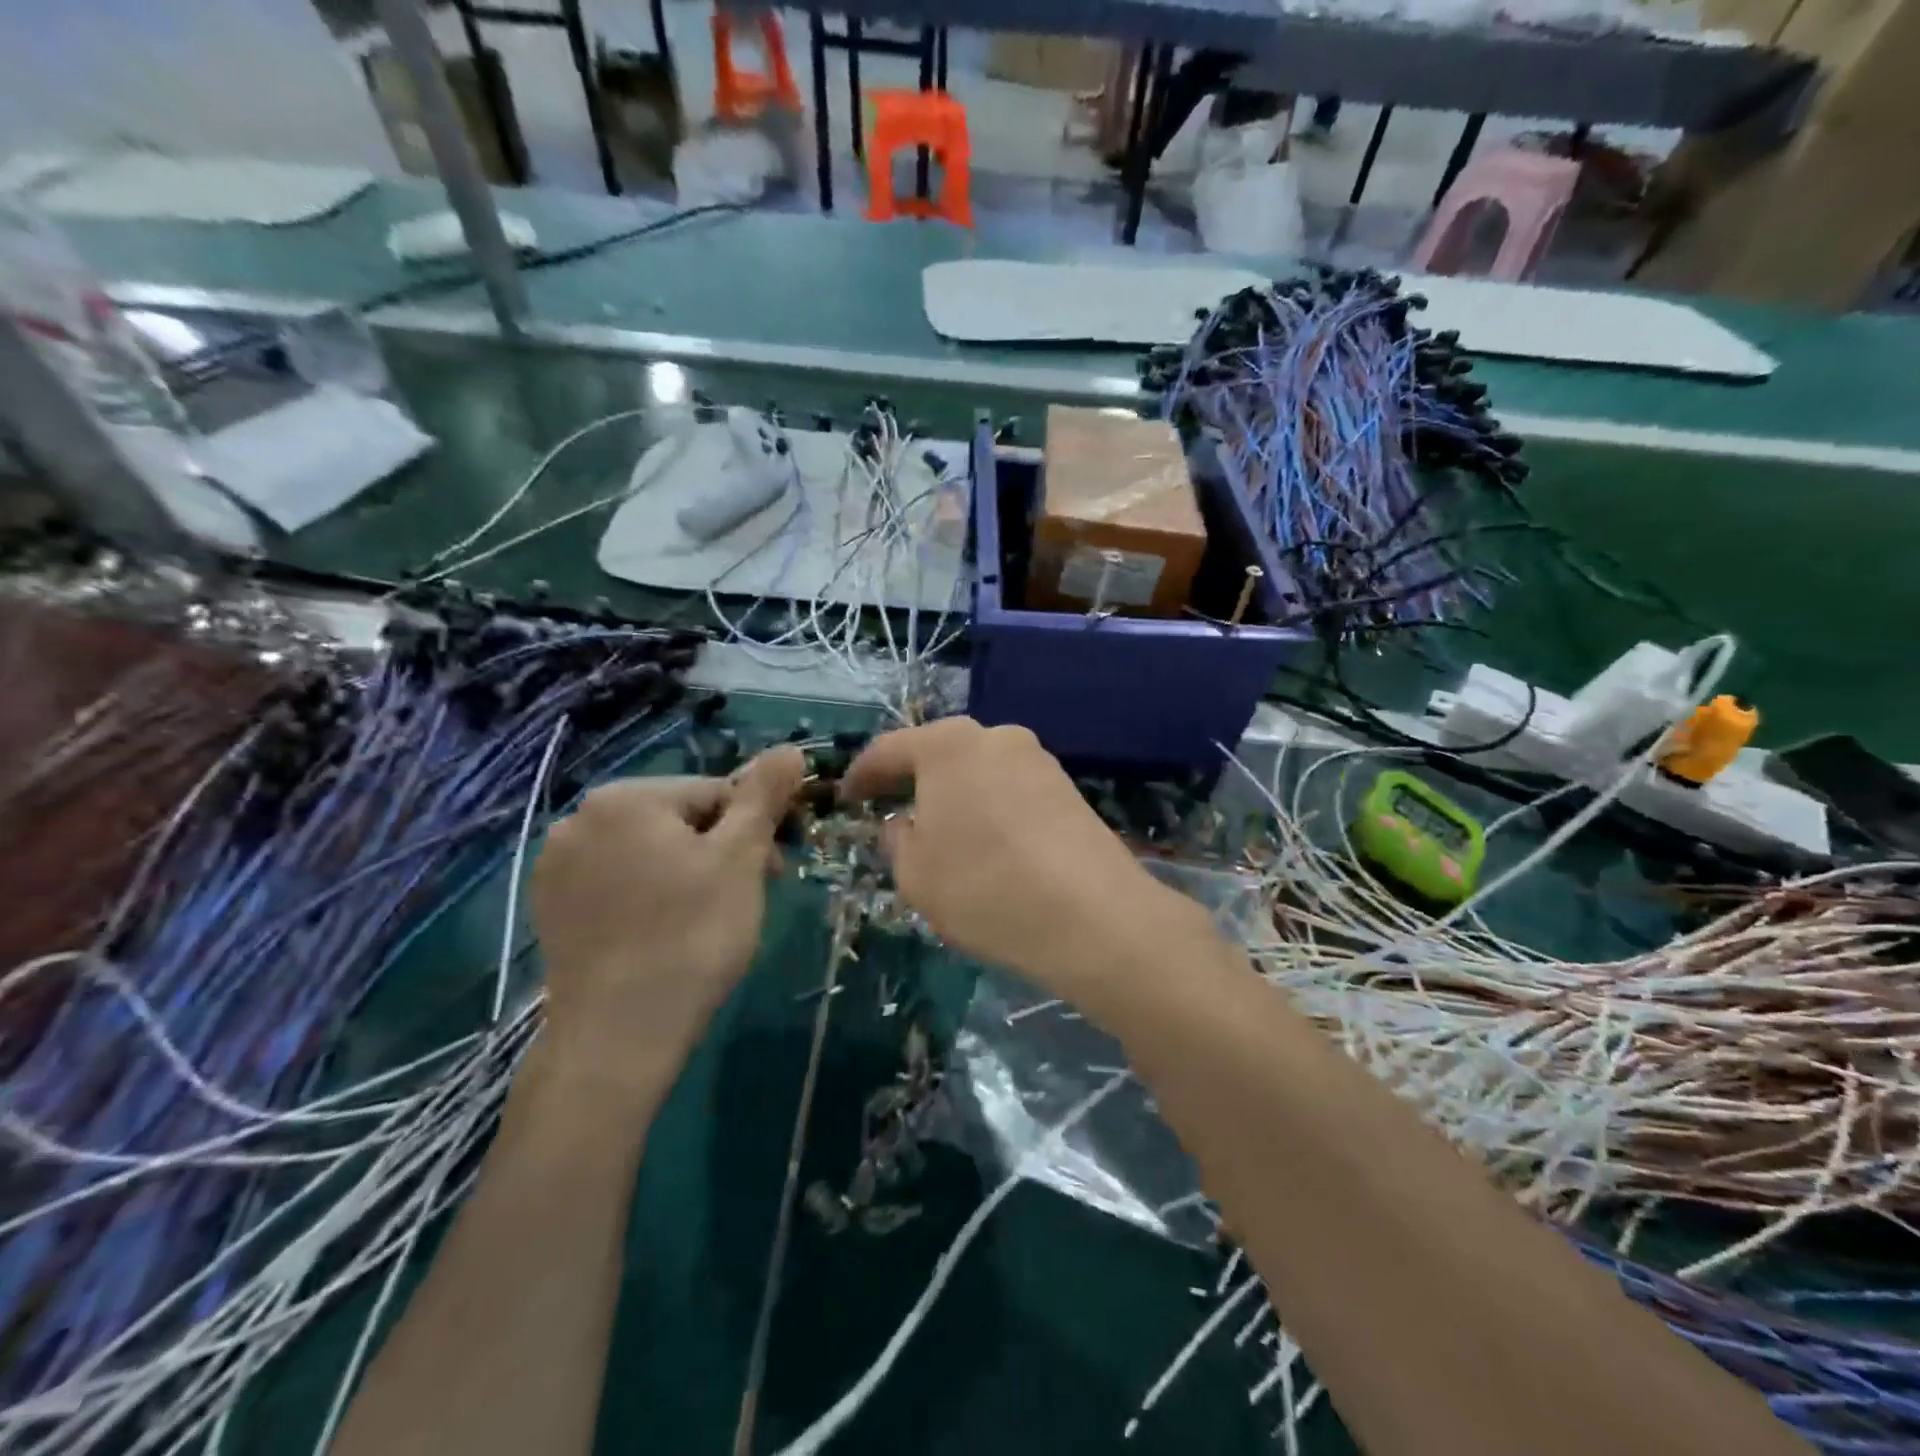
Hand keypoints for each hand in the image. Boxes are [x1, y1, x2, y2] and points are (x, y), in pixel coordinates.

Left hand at [529, 747, 803, 1090]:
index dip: (754, 828)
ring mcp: (557, 866)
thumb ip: (763, 797)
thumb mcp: (741, 858)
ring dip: (687, 873)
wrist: (617, 1038)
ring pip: (649, 852)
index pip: (715, 793)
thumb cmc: (691, 936)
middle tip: (745, 899)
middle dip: (720, 851)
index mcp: (626, 797)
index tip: (777, 870)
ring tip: (706, 920)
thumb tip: (789, 748)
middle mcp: (580, 819)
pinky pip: (617, 883)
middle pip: (679, 820)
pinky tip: (662, 933)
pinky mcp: (551, 908)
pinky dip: (648, 897)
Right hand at [839, 719, 1177, 988]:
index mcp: (948, 745)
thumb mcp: (915, 874)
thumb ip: (898, 839)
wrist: (1092, 916)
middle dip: (912, 779)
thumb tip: (906, 822)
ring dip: (955, 793)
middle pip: (940, 752)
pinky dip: (989, 806)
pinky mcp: (1067, 787)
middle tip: (891, 809)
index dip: (862, 775)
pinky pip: (1010, 789)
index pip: (889, 750)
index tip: (847, 798)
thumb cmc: (984, 888)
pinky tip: (988, 841)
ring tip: (942, 830)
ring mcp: (1038, 759)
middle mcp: (995, 736)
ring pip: (979, 770)